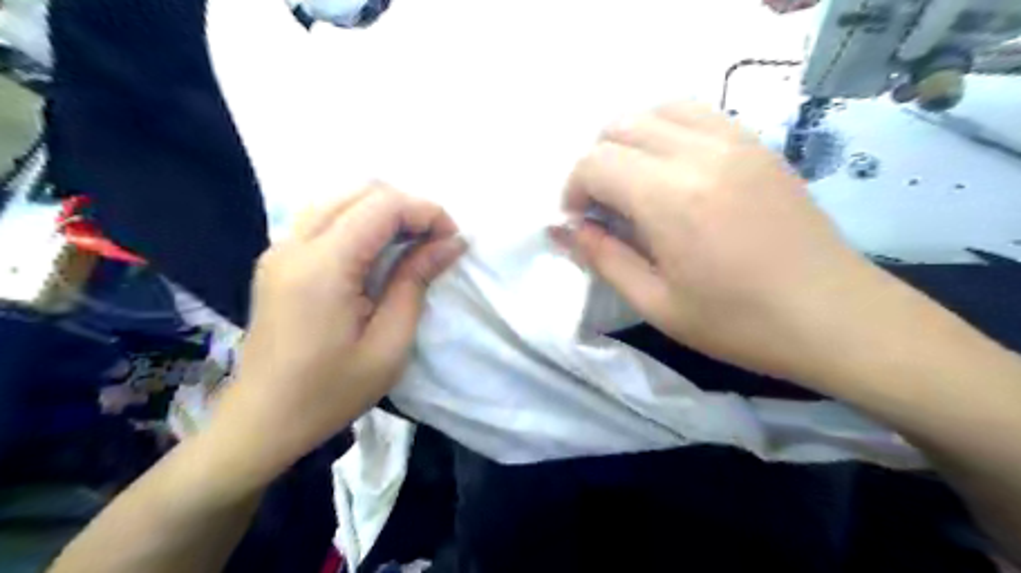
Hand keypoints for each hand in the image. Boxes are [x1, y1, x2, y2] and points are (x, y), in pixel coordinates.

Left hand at [211, 184, 465, 487]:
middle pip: (360, 192)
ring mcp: (280, 249)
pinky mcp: (277, 260)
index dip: (426, 211)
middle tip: (436, 241)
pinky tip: (378, 253)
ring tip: (413, 245)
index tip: (452, 239)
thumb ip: (416, 282)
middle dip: (408, 208)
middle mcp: (294, 244)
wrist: (264, 420)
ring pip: (341, 200)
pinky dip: (361, 223)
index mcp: (323, 266)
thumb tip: (451, 242)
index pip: (382, 205)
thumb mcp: (389, 343)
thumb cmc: (332, 391)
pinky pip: (325, 219)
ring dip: (384, 212)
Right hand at [556, 101, 881, 384]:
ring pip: (659, 110)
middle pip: (621, 126)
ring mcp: (735, 142)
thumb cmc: (738, 323)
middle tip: (604, 207)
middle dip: (598, 163)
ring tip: (637, 185)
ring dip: (632, 142)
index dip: (574, 188)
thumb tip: (565, 230)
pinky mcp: (759, 145)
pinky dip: (670, 132)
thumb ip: (604, 258)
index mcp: (669, 198)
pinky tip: (676, 173)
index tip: (579, 222)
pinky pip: (699, 115)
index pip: (596, 162)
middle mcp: (699, 153)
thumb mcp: (657, 304)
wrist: (834, 317)